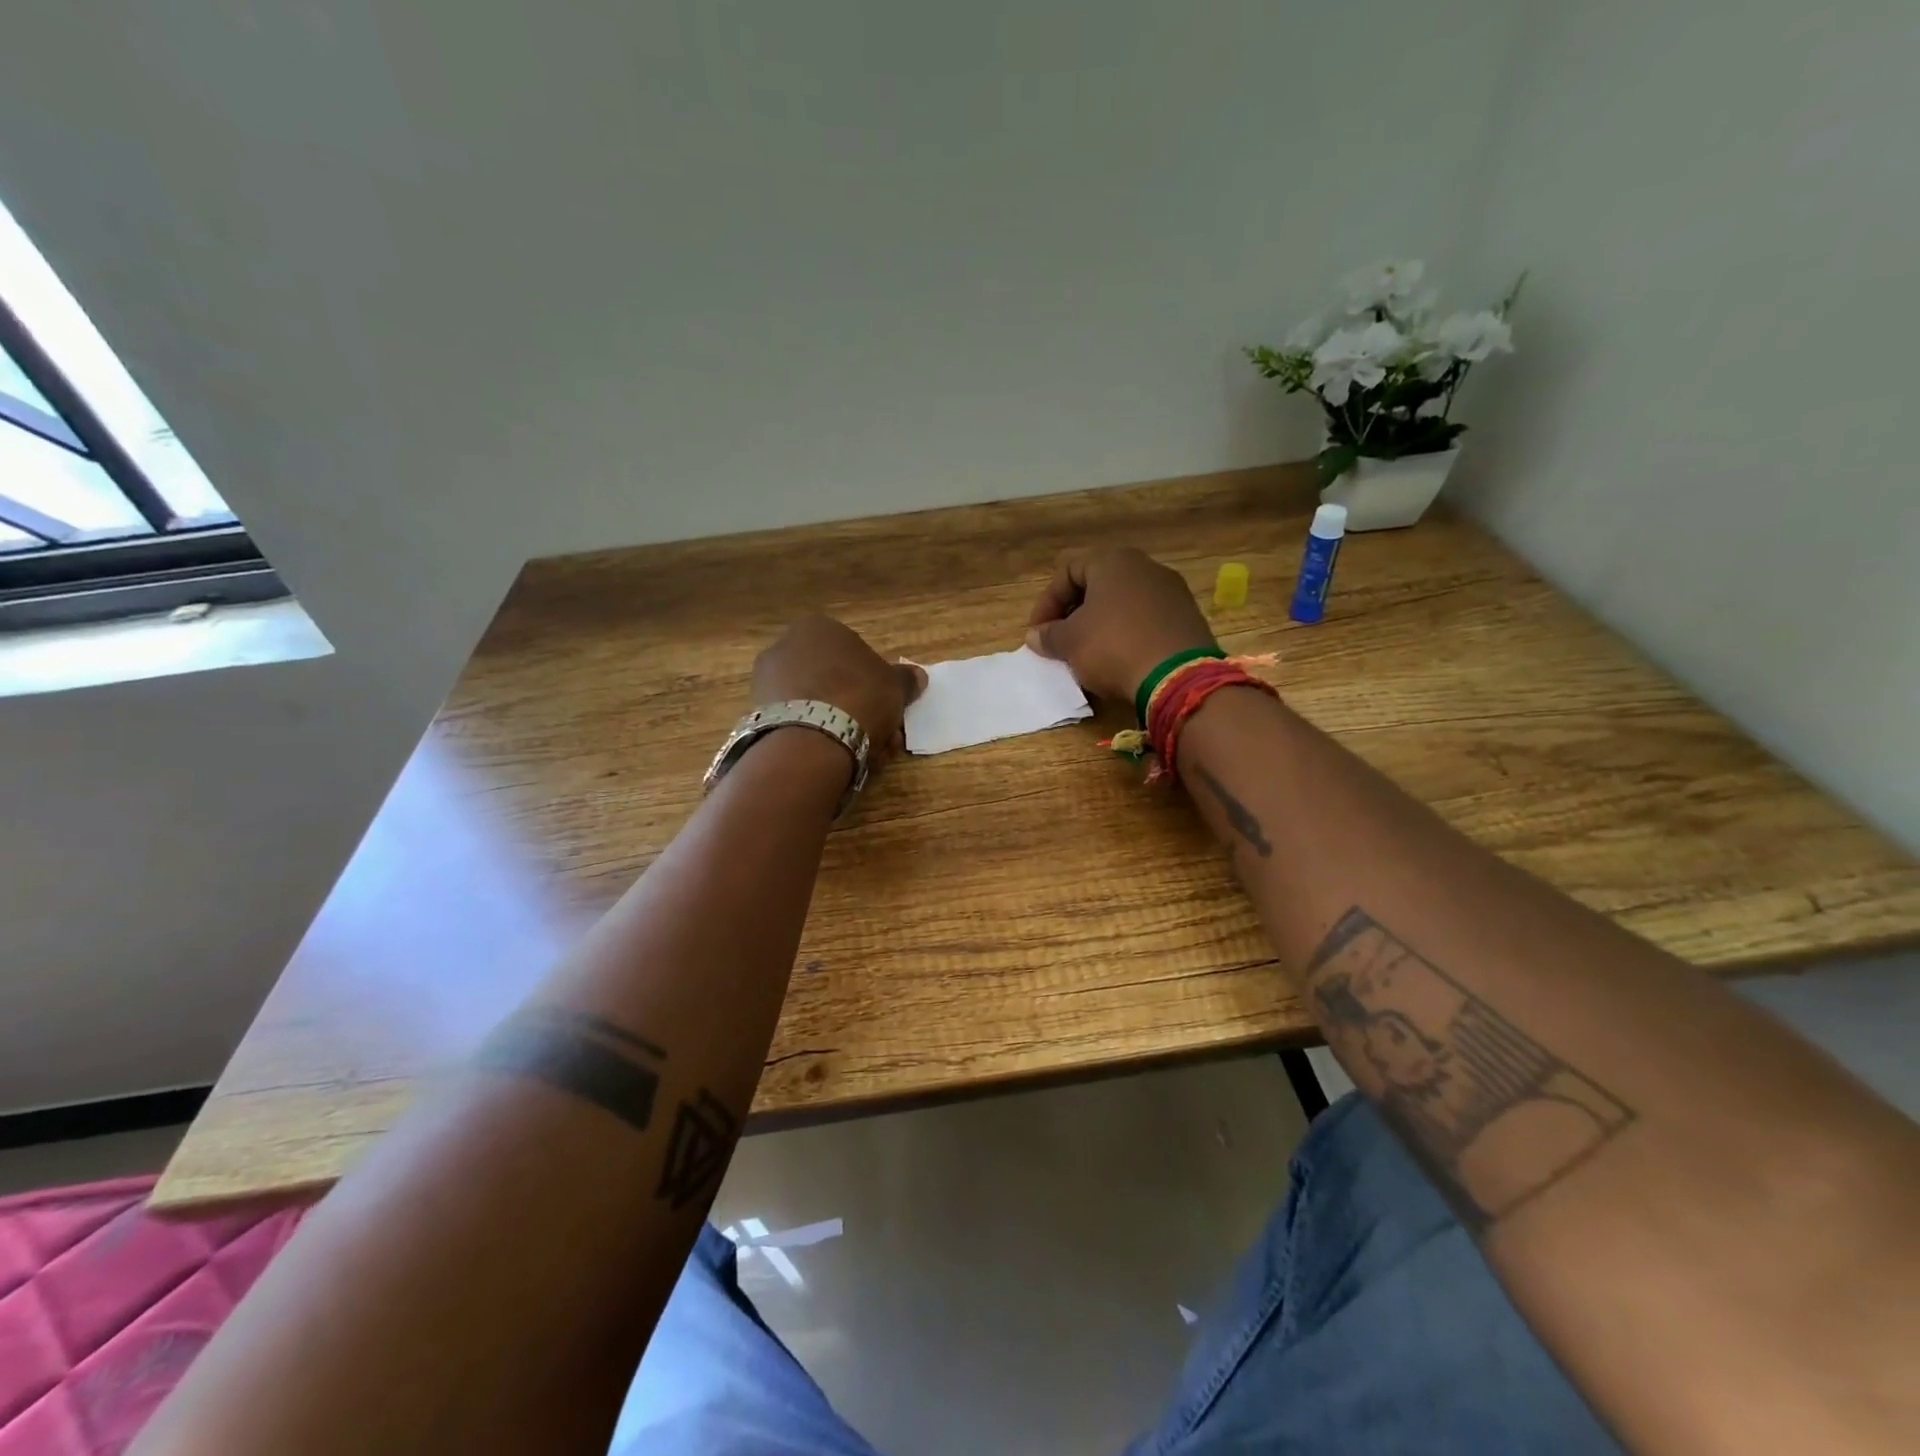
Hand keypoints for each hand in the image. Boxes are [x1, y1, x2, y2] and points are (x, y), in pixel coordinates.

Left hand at [752, 615, 927, 755]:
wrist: (812, 738)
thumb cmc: (859, 696)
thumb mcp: (895, 686)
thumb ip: (905, 679)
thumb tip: (917, 676)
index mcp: (818, 627)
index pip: (854, 652)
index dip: (875, 683)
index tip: (888, 707)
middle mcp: (786, 645)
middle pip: (834, 680)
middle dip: (860, 708)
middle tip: (882, 736)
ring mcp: (767, 680)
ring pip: (817, 703)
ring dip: (843, 725)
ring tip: (866, 753)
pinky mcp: (758, 713)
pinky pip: (799, 721)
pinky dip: (818, 736)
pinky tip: (838, 757)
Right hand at [1024, 547, 1216, 704]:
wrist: (1177, 677)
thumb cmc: (1113, 647)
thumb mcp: (1070, 642)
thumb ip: (1049, 635)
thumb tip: (1036, 635)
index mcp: (1114, 561)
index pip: (1068, 571)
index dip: (1046, 602)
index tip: (1038, 632)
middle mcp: (1146, 567)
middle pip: (1098, 585)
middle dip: (1074, 613)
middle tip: (1060, 640)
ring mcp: (1172, 592)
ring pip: (1124, 604)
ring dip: (1101, 625)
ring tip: (1088, 654)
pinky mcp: (1188, 619)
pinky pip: (1147, 621)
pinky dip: (1127, 635)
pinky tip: (1119, 660)